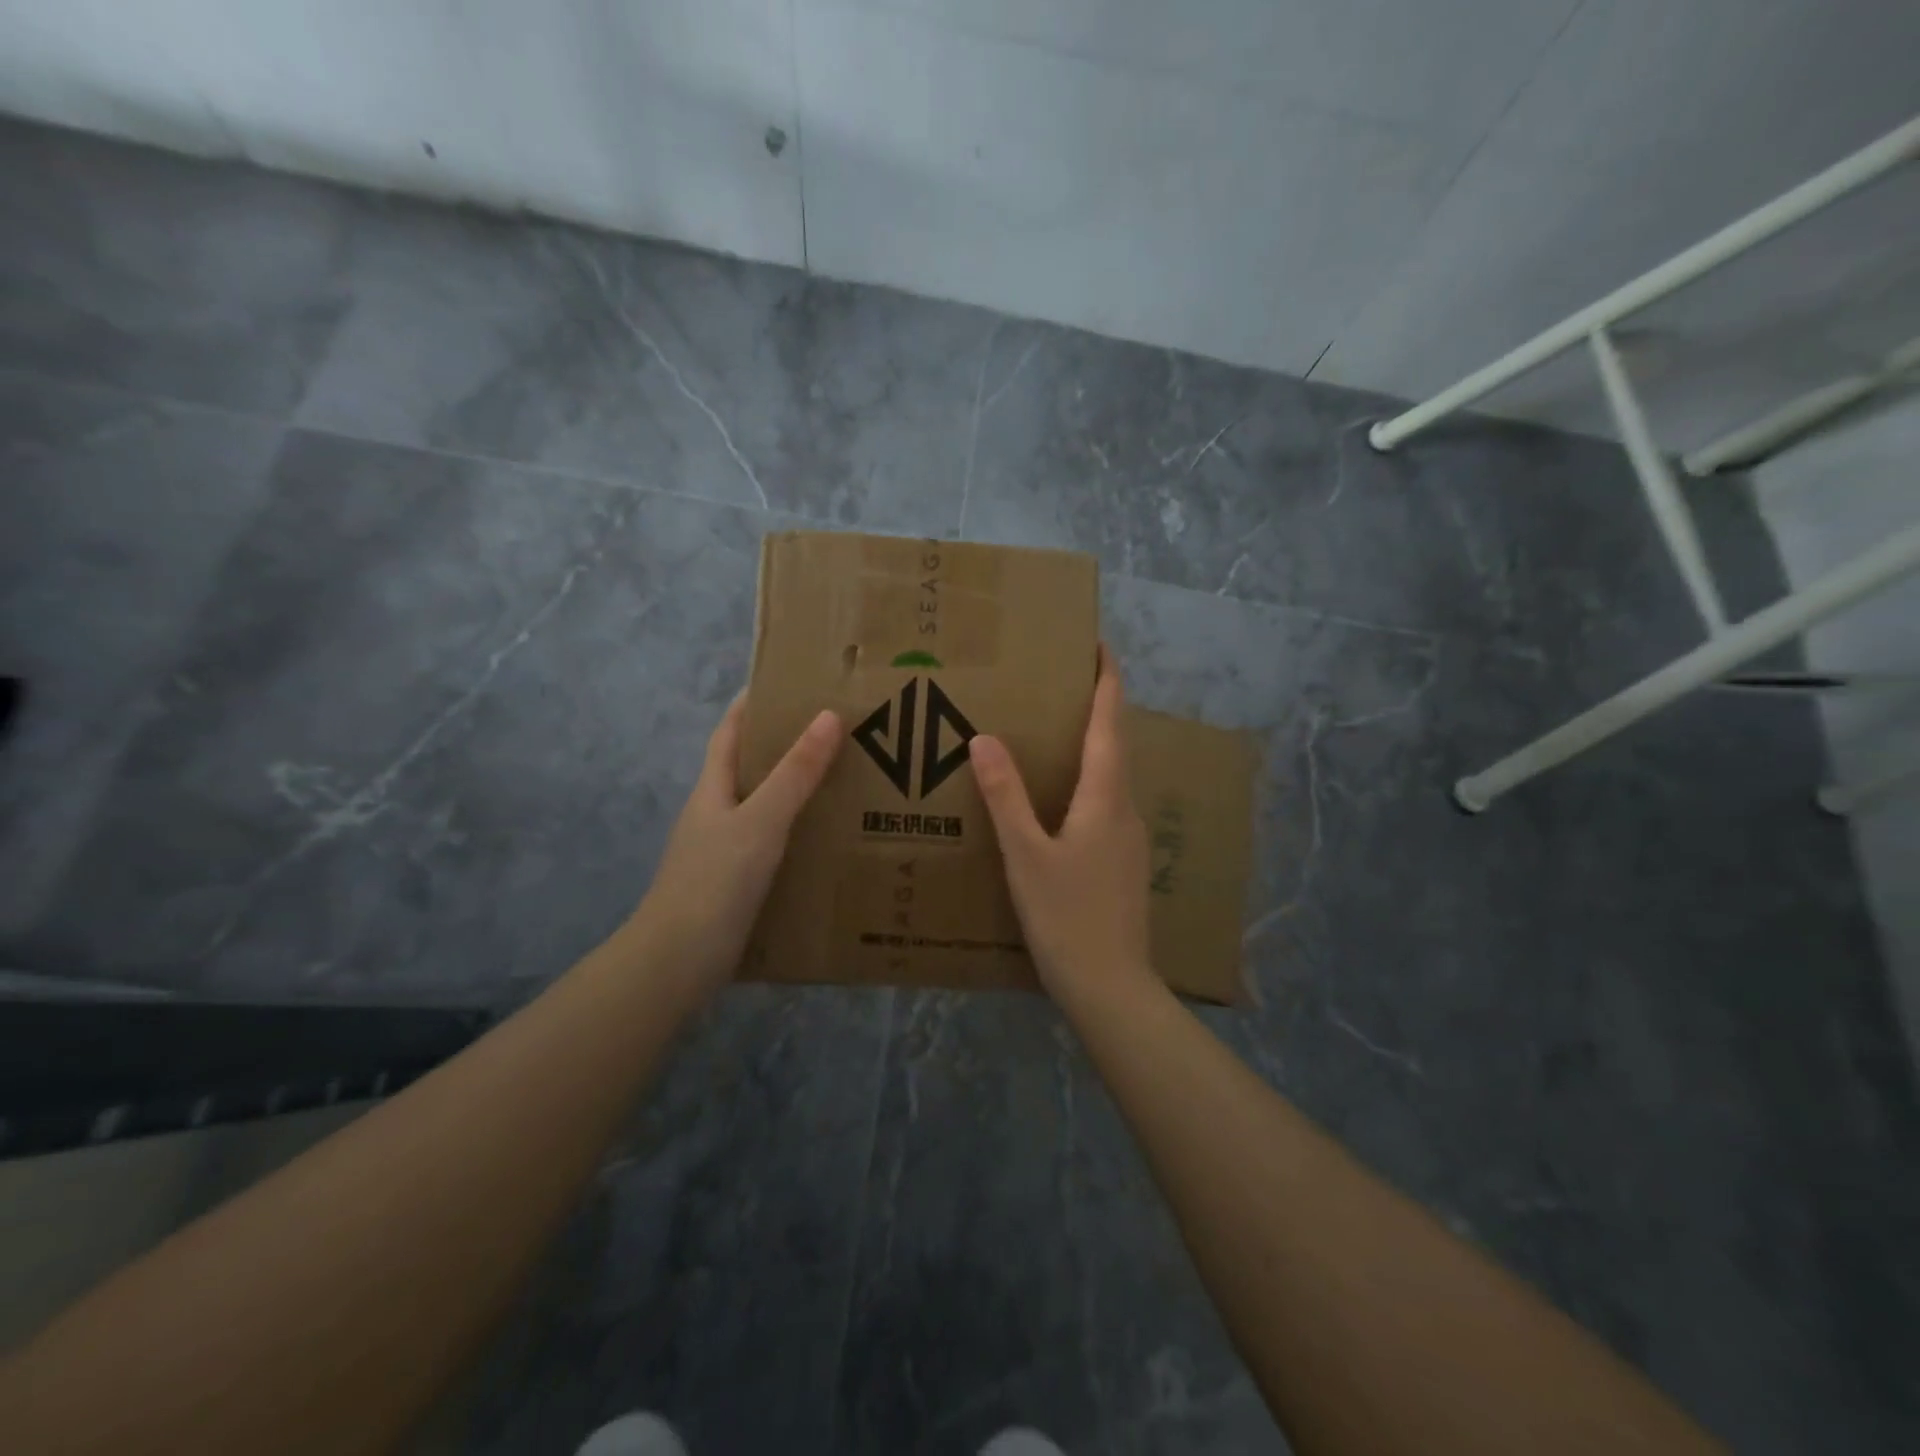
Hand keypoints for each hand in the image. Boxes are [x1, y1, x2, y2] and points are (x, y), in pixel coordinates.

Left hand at [631, 697, 841, 996]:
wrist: (677, 962)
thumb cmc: (715, 882)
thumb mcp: (761, 821)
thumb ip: (795, 773)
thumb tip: (829, 716)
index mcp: (713, 789)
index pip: (730, 733)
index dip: (752, 705)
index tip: (787, 683)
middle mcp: (715, 814)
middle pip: (749, 768)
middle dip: (784, 747)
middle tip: (835, 733)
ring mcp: (722, 851)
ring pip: (762, 808)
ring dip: (794, 792)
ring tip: (843, 781)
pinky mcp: (735, 884)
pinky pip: (771, 844)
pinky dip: (795, 834)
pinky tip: (825, 841)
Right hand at [968, 645, 1155, 1003]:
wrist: (1111, 986)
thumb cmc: (1067, 916)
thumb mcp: (1026, 855)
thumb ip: (1005, 797)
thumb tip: (985, 740)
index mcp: (1105, 796)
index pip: (1111, 722)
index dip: (1107, 681)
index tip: (1099, 645)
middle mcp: (1124, 808)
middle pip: (1115, 744)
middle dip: (1097, 707)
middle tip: (1061, 682)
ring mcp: (1128, 838)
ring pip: (1111, 776)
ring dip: (1092, 745)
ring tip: (1055, 730)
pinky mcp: (1122, 862)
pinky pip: (1105, 803)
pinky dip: (1086, 781)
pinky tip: (1059, 796)